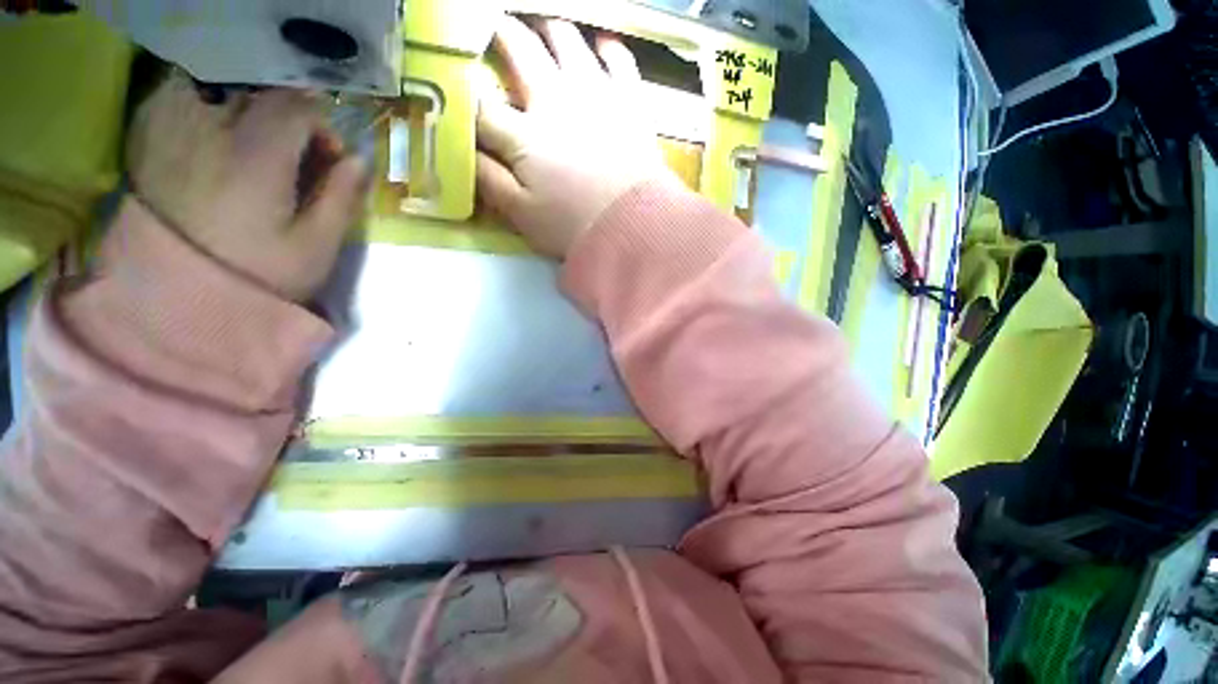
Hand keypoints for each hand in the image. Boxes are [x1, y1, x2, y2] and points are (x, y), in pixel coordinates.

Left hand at [125, 74, 366, 301]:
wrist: (179, 301)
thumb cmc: (258, 276)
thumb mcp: (317, 247)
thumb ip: (342, 198)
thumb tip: (361, 159)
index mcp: (257, 158)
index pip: (298, 108)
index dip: (322, 128)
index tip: (328, 161)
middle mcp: (212, 132)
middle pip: (260, 94)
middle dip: (286, 118)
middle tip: (292, 156)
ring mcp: (172, 132)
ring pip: (219, 88)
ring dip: (245, 108)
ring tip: (252, 145)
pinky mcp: (147, 140)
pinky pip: (177, 97)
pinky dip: (203, 106)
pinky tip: (211, 137)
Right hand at [476, 17, 673, 258]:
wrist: (633, 228)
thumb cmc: (573, 227)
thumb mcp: (522, 215)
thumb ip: (490, 181)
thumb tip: (464, 150)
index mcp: (524, 136)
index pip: (482, 107)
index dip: (466, 97)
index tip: (461, 89)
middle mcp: (556, 101)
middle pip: (521, 50)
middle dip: (503, 35)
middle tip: (497, 29)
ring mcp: (597, 95)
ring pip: (568, 41)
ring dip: (551, 32)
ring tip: (545, 34)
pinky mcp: (630, 102)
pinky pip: (620, 60)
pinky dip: (608, 49)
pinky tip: (602, 48)